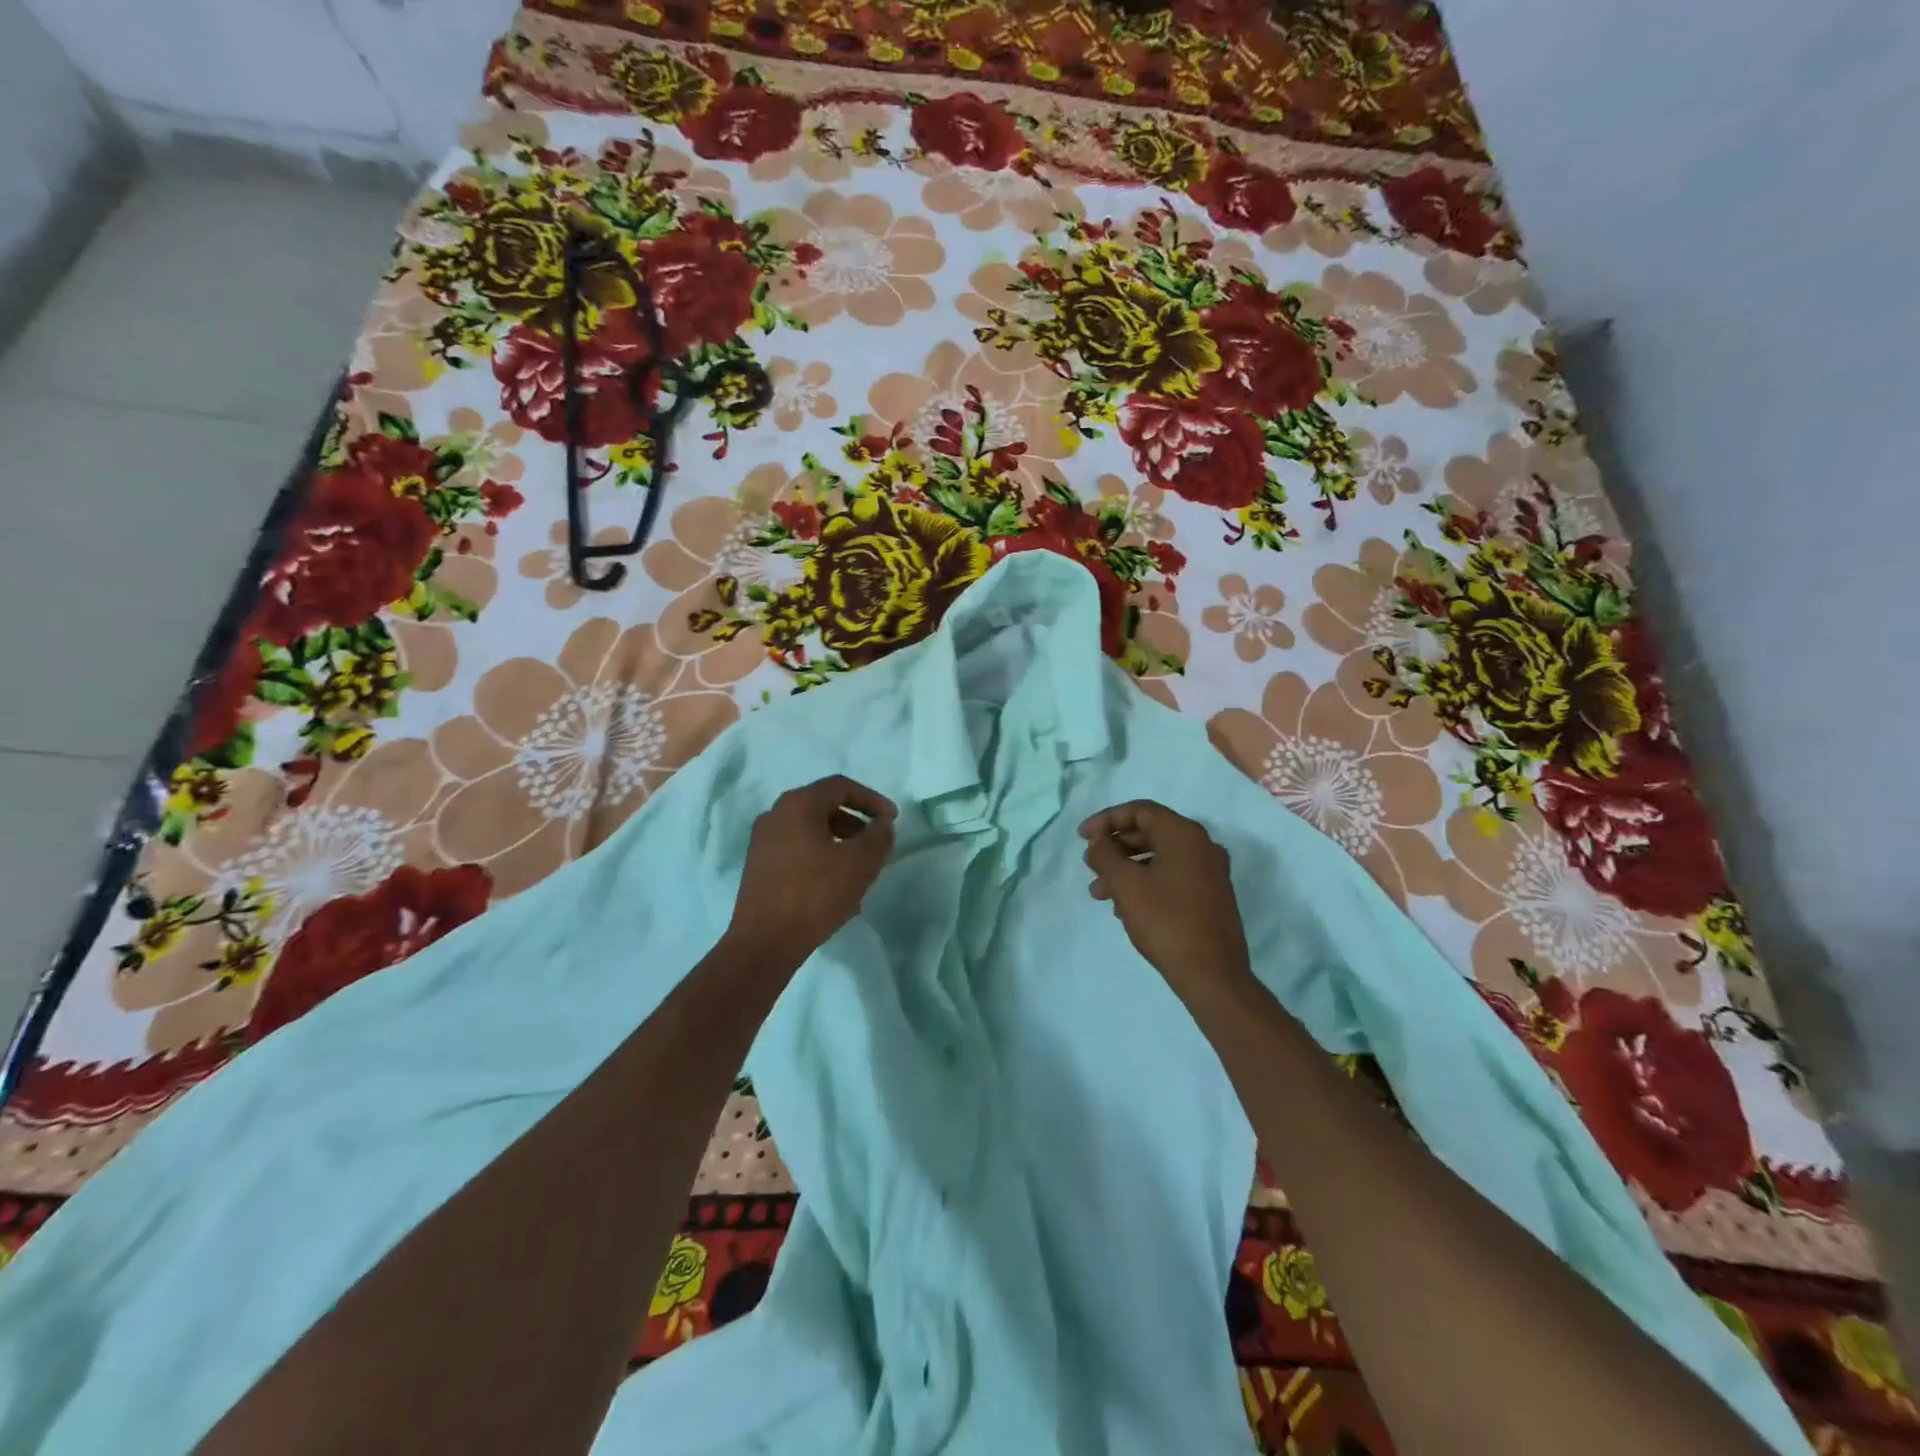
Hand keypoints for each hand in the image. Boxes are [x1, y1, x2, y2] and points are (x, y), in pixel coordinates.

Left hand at [727, 776, 896, 970]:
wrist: (765, 942)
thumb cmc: (815, 893)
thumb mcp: (860, 863)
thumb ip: (878, 836)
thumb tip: (882, 824)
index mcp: (798, 804)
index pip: (841, 787)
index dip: (872, 800)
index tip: (891, 820)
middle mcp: (776, 815)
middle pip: (824, 807)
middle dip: (856, 824)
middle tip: (876, 846)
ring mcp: (763, 841)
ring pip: (811, 831)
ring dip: (840, 844)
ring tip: (860, 872)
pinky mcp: (759, 866)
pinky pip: (798, 851)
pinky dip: (821, 859)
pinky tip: (836, 888)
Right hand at [1080, 800, 1253, 1002]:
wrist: (1212, 974)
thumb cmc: (1165, 921)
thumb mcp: (1125, 884)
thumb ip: (1105, 854)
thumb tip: (1100, 841)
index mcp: (1184, 834)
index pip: (1140, 811)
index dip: (1107, 819)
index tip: (1082, 837)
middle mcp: (1202, 846)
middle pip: (1150, 832)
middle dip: (1115, 847)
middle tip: (1090, 865)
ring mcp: (1211, 872)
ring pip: (1159, 857)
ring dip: (1126, 868)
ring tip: (1099, 893)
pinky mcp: (1212, 896)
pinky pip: (1172, 876)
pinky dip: (1146, 881)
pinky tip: (1124, 906)